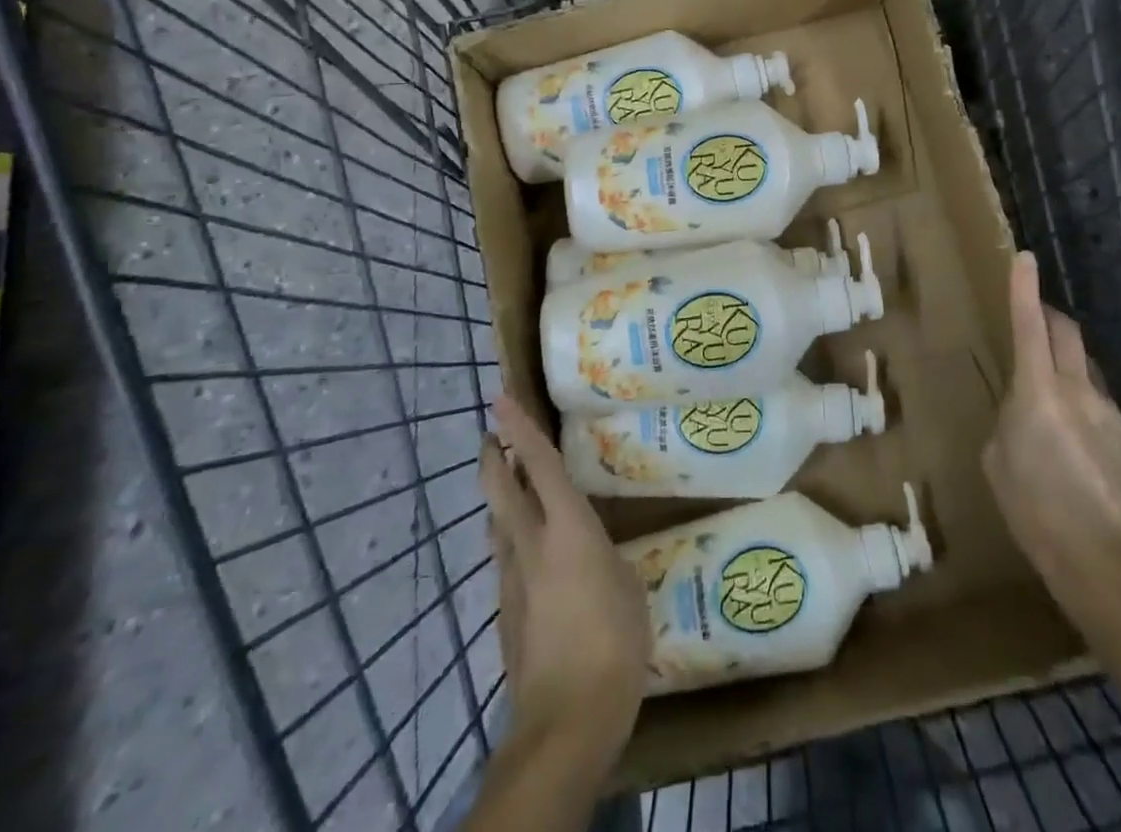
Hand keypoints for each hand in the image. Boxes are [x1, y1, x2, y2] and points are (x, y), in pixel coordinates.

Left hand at [481, 396, 650, 764]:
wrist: (565, 721)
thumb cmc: (614, 643)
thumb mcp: (627, 587)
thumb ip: (605, 559)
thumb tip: (592, 553)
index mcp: (567, 529)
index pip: (537, 464)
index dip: (520, 427)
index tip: (500, 398)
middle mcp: (530, 545)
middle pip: (498, 488)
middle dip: (492, 455)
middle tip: (493, 434)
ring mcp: (511, 580)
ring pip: (497, 524)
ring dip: (499, 498)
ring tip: (513, 487)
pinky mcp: (505, 613)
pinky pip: (505, 559)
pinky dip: (511, 539)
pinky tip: (531, 553)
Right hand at [984, 252, 1120, 612]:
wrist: (1108, 560)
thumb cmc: (1036, 510)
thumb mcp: (997, 462)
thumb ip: (1007, 422)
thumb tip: (1020, 412)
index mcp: (1037, 391)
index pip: (1029, 325)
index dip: (1024, 289)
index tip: (1026, 258)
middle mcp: (1079, 390)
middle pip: (1067, 333)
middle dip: (1049, 317)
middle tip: (1035, 319)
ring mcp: (1111, 413)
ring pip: (1088, 369)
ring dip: (1069, 366)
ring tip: (1054, 401)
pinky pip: (1103, 407)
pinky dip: (1086, 409)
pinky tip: (1081, 450)